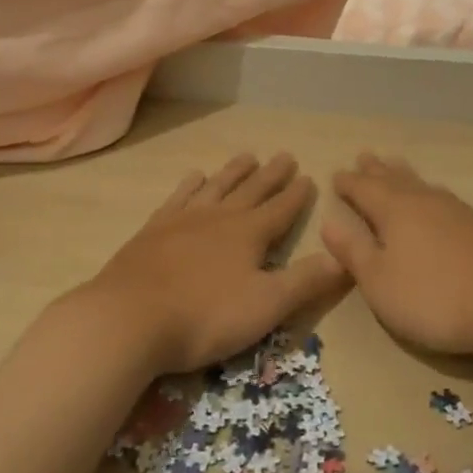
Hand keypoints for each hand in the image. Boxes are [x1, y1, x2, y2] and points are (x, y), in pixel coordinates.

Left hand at [83, 153, 345, 374]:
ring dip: (234, 172)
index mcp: (249, 234)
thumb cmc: (205, 316)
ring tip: (247, 156)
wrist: (129, 317)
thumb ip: (305, 282)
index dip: (297, 195)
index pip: (281, 209)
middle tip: (284, 155)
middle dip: (271, 175)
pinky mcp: (154, 230)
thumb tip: (343, 258)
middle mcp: (219, 217)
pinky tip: (194, 177)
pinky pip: (179, 198)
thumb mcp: (266, 306)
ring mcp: (183, 220)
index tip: (309, 177)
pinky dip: (191, 185)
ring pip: (217, 187)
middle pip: (251, 191)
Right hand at [321, 153, 472, 357]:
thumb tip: (327, 222)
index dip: (348, 184)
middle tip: (364, 156)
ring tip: (393, 166)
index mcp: (393, 210)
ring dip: (402, 174)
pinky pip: (440, 196)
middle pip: (393, 178)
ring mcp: (454, 210)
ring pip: (419, 183)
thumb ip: (353, 252)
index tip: (336, 175)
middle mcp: (422, 200)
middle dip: (375, 170)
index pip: (363, 189)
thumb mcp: (379, 282)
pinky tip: (433, 200)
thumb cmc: (433, 296)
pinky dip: (425, 191)